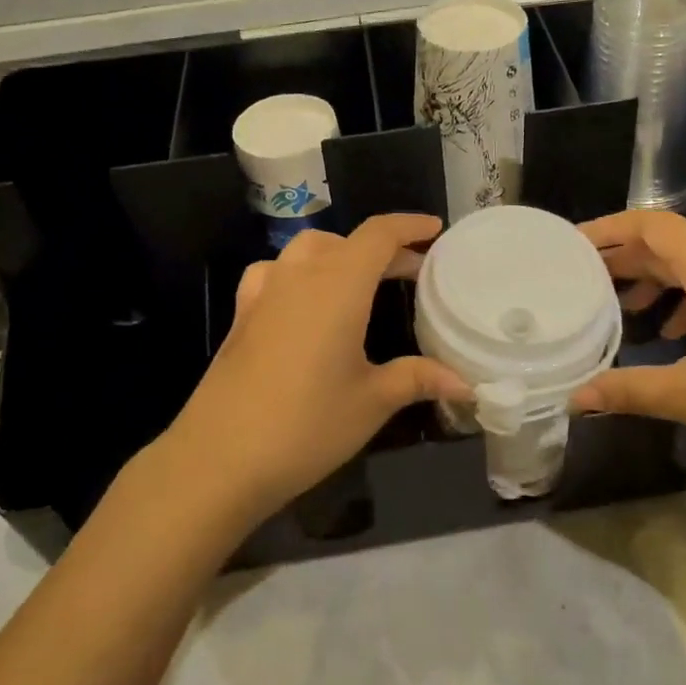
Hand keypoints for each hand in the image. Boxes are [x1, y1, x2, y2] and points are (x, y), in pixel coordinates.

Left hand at [168, 214, 469, 517]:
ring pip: (307, 250)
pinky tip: (303, 301)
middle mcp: (300, 275)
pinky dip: (300, 272)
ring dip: (340, 254)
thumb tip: (466, 384)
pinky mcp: (241, 315)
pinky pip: (275, 272)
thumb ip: (419, 379)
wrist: (219, 458)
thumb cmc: (307, 424)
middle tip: (413, 271)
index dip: (409, 226)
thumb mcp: (373, 401)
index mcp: (339, 285)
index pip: (378, 235)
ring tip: (362, 281)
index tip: (435, 230)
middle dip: (383, 249)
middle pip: (346, 241)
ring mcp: (264, 292)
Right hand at [569, 210, 685, 474]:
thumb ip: (628, 390)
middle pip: (668, 243)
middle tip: (582, 278)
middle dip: (624, 258)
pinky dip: (682, 299)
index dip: (609, 229)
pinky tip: (670, 334)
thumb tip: (575, 399)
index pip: (652, 225)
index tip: (573, 246)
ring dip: (653, 279)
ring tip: (619, 306)